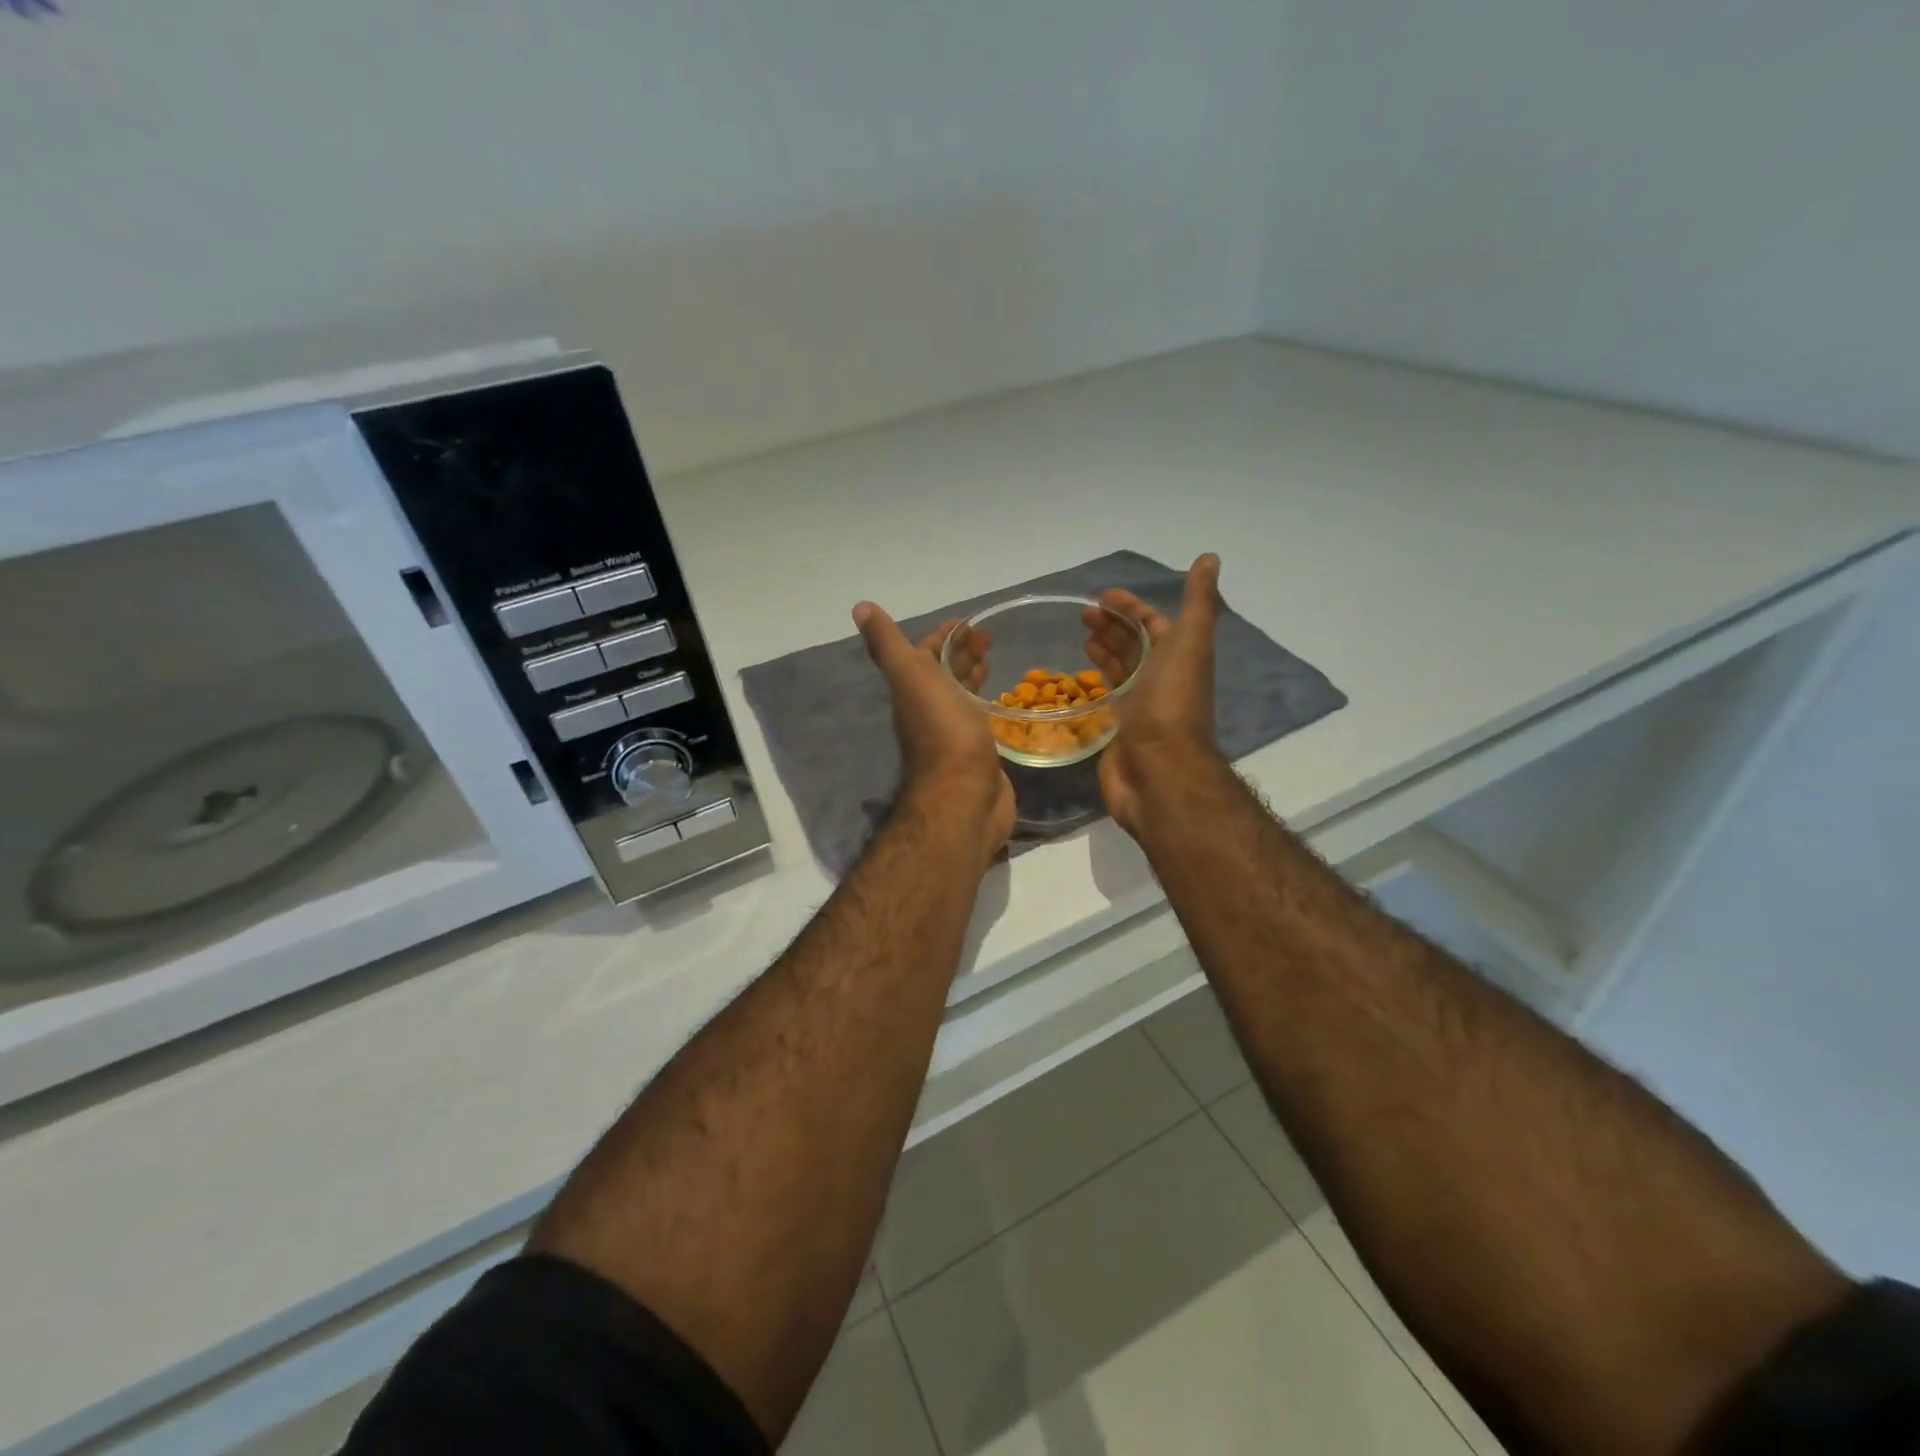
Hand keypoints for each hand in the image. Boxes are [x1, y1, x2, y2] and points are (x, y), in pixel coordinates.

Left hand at [854, 603, 1015, 867]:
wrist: (964, 797)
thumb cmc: (943, 732)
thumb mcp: (911, 678)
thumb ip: (888, 645)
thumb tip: (860, 607)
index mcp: (914, 691)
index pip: (925, 654)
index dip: (944, 635)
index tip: (969, 622)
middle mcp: (930, 711)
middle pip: (944, 674)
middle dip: (963, 653)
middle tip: (989, 637)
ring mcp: (954, 734)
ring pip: (962, 696)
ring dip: (974, 676)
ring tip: (994, 661)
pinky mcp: (978, 754)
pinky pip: (981, 721)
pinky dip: (988, 705)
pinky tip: (1003, 702)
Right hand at [1081, 554, 1224, 835]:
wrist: (1159, 770)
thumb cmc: (1170, 703)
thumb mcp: (1189, 643)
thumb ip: (1198, 602)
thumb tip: (1210, 558)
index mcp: (1179, 658)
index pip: (1155, 624)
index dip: (1132, 608)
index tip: (1103, 596)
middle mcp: (1161, 680)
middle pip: (1135, 646)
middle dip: (1112, 627)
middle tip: (1082, 615)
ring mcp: (1139, 707)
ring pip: (1120, 671)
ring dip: (1103, 651)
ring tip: (1079, 636)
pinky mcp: (1118, 731)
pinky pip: (1105, 699)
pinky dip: (1093, 683)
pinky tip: (1075, 676)